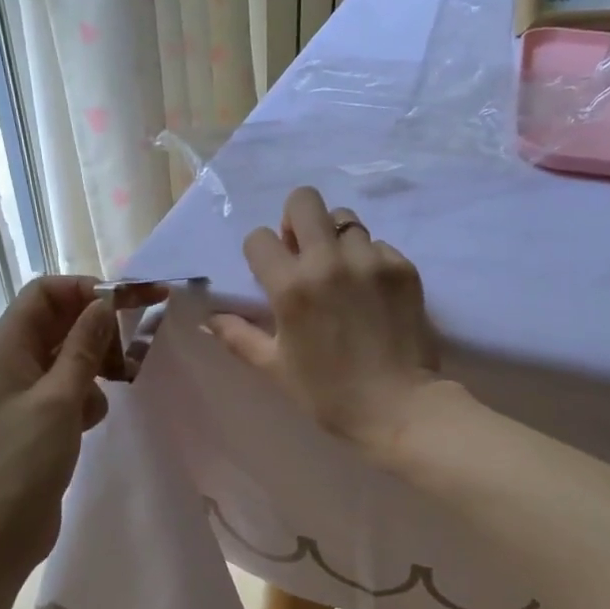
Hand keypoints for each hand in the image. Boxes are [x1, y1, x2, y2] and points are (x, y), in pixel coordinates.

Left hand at [0, 276, 145, 577]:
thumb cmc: (25, 460)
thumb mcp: (61, 398)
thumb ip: (84, 346)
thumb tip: (105, 303)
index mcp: (7, 346)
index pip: (45, 292)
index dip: (86, 289)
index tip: (128, 302)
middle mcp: (13, 359)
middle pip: (61, 320)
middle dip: (99, 328)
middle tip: (137, 344)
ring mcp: (26, 389)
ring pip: (71, 354)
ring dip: (97, 362)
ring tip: (119, 383)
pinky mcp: (40, 415)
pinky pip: (71, 385)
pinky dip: (89, 394)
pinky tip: (92, 419)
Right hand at [209, 187, 442, 459]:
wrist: (399, 408)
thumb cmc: (329, 394)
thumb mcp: (275, 368)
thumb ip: (238, 336)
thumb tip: (207, 319)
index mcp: (291, 286)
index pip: (259, 238)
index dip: (260, 254)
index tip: (270, 274)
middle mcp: (329, 261)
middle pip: (304, 200)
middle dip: (296, 220)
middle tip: (303, 251)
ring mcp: (370, 260)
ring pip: (345, 219)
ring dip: (335, 239)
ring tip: (341, 272)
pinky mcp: (402, 266)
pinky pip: (378, 244)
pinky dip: (369, 260)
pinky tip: (372, 291)